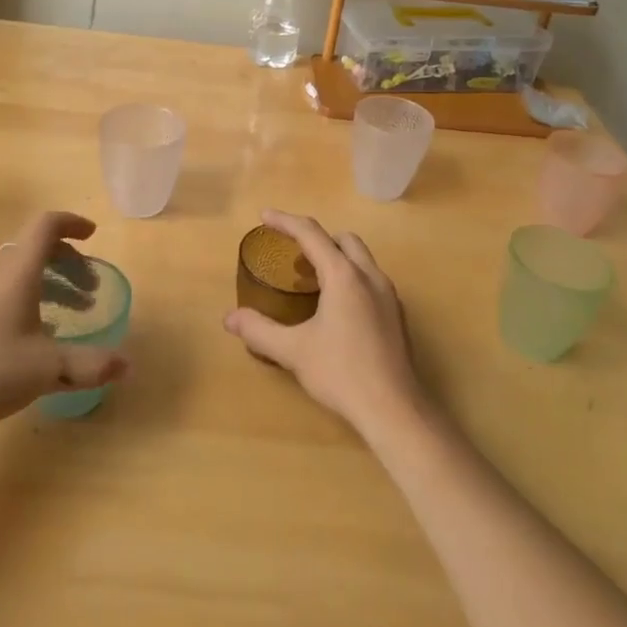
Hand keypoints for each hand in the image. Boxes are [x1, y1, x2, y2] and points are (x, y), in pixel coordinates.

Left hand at [0, 212, 128, 435]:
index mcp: (18, 269)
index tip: (93, 235)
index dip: (73, 223)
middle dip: (70, 262)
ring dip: (51, 281)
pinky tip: (37, 332)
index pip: (47, 225)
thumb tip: (127, 364)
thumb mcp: (47, 369)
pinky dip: (30, 294)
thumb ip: (89, 364)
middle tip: (90, 291)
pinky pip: (5, 285)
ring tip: (73, 312)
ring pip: (21, 268)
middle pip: (37, 247)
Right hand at [222, 210, 425, 437]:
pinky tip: (337, 310)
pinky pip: (371, 280)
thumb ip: (259, 331)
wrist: (394, 409)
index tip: (265, 216)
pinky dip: (351, 279)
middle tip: (293, 257)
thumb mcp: (293, 351)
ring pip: (361, 260)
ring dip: (336, 259)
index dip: (286, 222)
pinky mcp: (397, 315)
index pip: (312, 234)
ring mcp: (388, 295)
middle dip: (317, 240)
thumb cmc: (341, 373)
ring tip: (312, 282)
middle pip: (343, 240)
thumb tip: (230, 318)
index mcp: (344, 276)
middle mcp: (370, 276)